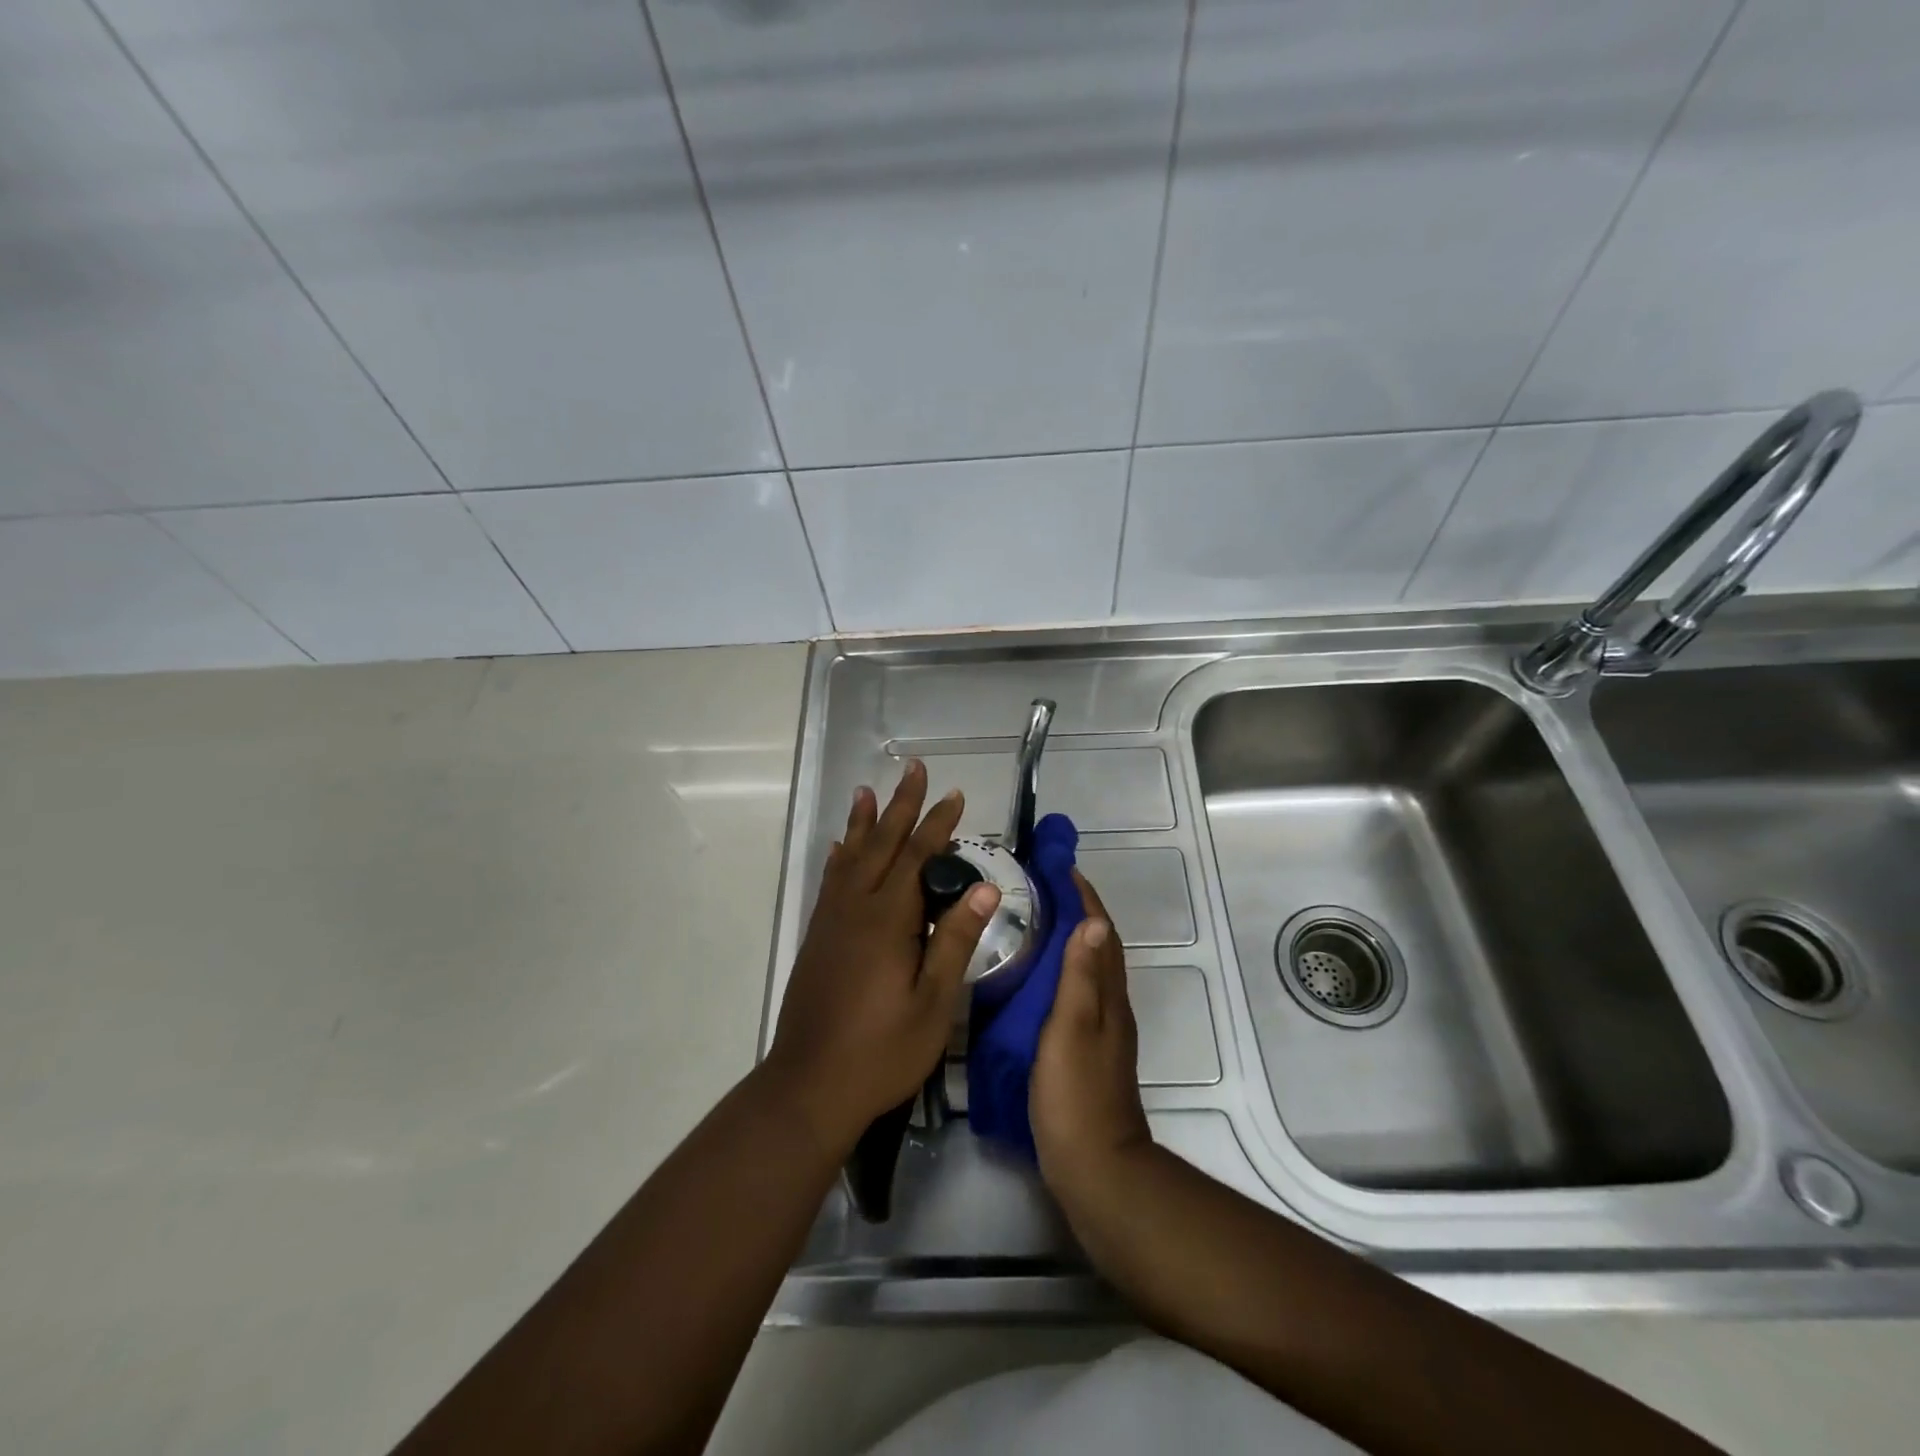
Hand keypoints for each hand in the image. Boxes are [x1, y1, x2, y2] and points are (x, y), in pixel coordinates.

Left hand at [766, 760, 1000, 1158]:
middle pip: (881, 845)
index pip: (918, 858)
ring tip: (867, 790)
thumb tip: (985, 889)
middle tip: (913, 769)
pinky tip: (840, 849)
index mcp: (887, 921)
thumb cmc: (882, 1051)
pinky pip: (830, 882)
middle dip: (900, 806)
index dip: (938, 824)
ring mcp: (831, 922)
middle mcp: (855, 909)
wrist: (809, 1086)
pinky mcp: (817, 938)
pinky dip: (839, 857)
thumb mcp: (934, 1003)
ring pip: (850, 857)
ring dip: (863, 822)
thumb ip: (955, 940)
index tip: (956, 795)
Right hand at [1030, 870, 1153, 1216]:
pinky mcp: (1087, 1052)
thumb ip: (1082, 978)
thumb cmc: (1077, 1094)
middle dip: (1078, 913)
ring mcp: (1102, 1032)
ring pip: (1089, 971)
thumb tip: (1093, 921)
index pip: (1100, 934)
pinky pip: (1078, 994)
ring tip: (1036, 923)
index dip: (1085, 899)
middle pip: (1099, 948)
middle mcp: (1111, 1008)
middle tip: (1043, 889)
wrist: (1096, 1169)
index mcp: (1108, 998)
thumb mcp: (1073, 1029)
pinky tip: (1038, 980)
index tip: (1063, 869)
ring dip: (1071, 941)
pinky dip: (1063, 972)